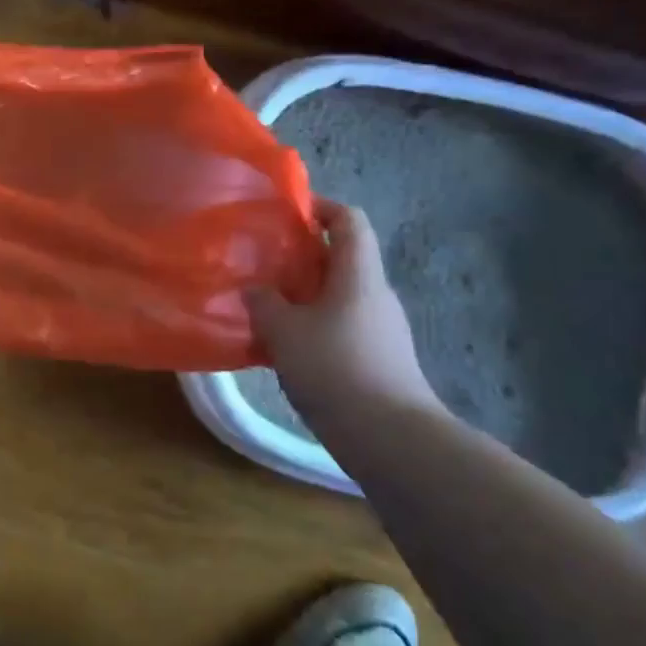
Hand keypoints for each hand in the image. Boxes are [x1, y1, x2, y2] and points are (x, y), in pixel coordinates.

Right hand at [247, 200, 445, 429]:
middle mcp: (375, 294)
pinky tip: (287, 349)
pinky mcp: (380, 359)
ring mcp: (382, 329)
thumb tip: (256, 289)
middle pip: (343, 258)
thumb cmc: (335, 368)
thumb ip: (265, 303)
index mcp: (358, 274)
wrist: (389, 436)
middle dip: (303, 257)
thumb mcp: (285, 331)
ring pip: (340, 296)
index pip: (349, 220)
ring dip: (306, 296)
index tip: (287, 214)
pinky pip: (343, 327)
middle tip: (264, 265)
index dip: (320, 208)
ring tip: (268, 308)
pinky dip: (315, 327)